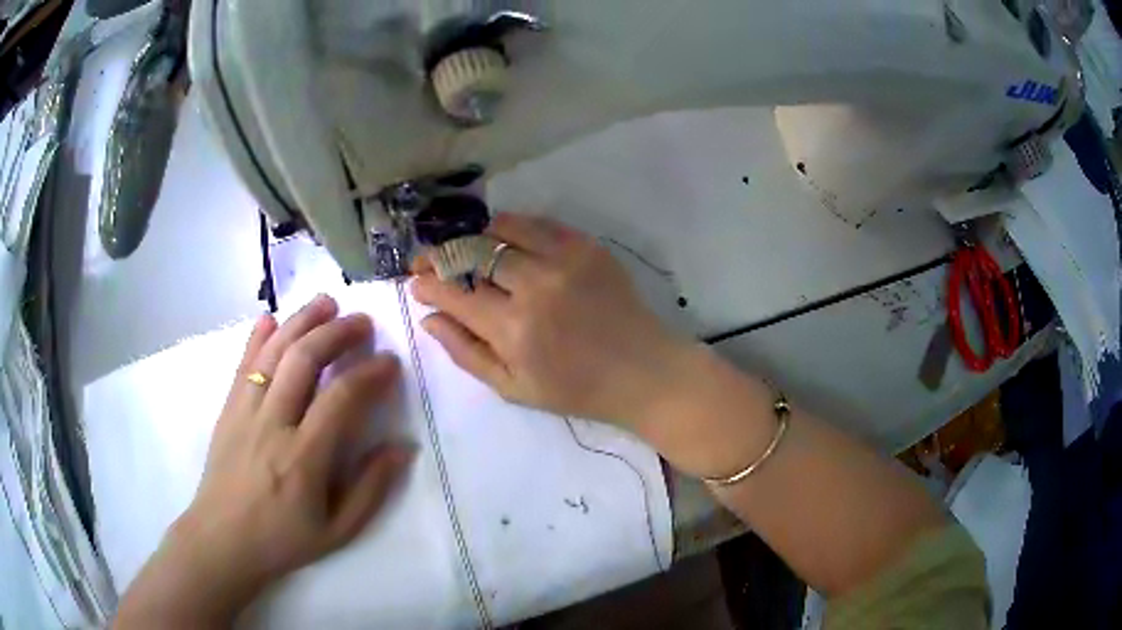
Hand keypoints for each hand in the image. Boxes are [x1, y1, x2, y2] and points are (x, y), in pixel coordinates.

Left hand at [116, 296, 412, 627]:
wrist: (222, 540)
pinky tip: (270, 317)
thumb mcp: (339, 531)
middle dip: (336, 333)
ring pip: (273, 352)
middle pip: (304, 361)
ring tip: (326, 303)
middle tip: (362, 321)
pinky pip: (243, 363)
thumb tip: (403, 447)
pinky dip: (257, 336)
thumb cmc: (283, 539)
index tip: (390, 362)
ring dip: (301, 322)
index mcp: (303, 458)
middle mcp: (272, 425)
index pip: (340, 399)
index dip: (369, 374)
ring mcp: (244, 412)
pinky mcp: (227, 409)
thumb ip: (372, 489)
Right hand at [411, 213, 696, 428]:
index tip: (415, 281)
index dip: (427, 283)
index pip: (454, 293)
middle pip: (472, 253)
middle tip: (433, 261)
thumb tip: (429, 317)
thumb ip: (466, 352)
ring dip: (478, 237)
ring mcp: (564, 261)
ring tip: (473, 251)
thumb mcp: (513, 388)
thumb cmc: (575, 389)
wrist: (642, 370)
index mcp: (513, 330)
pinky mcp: (588, 247)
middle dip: (443, 255)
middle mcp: (534, 287)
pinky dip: (515, 229)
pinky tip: (511, 245)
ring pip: (502, 228)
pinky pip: (539, 223)